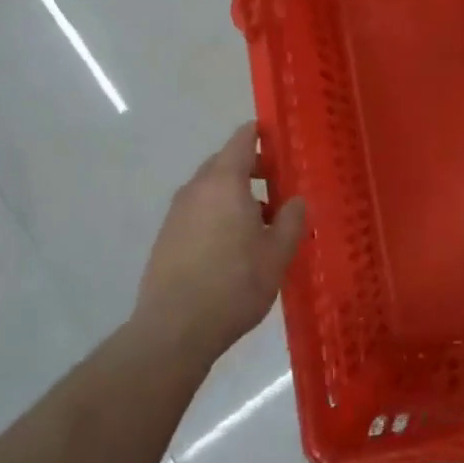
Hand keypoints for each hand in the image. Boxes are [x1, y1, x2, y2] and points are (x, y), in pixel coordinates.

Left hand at [132, 123, 306, 367]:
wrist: (174, 329)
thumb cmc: (234, 285)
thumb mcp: (277, 254)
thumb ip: (291, 220)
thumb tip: (296, 200)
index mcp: (225, 183)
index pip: (241, 141)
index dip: (259, 134)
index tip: (277, 137)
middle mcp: (197, 189)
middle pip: (224, 164)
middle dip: (252, 169)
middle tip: (279, 185)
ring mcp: (177, 213)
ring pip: (211, 190)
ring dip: (235, 195)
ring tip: (261, 223)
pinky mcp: (167, 237)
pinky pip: (199, 211)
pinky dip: (218, 214)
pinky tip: (234, 246)